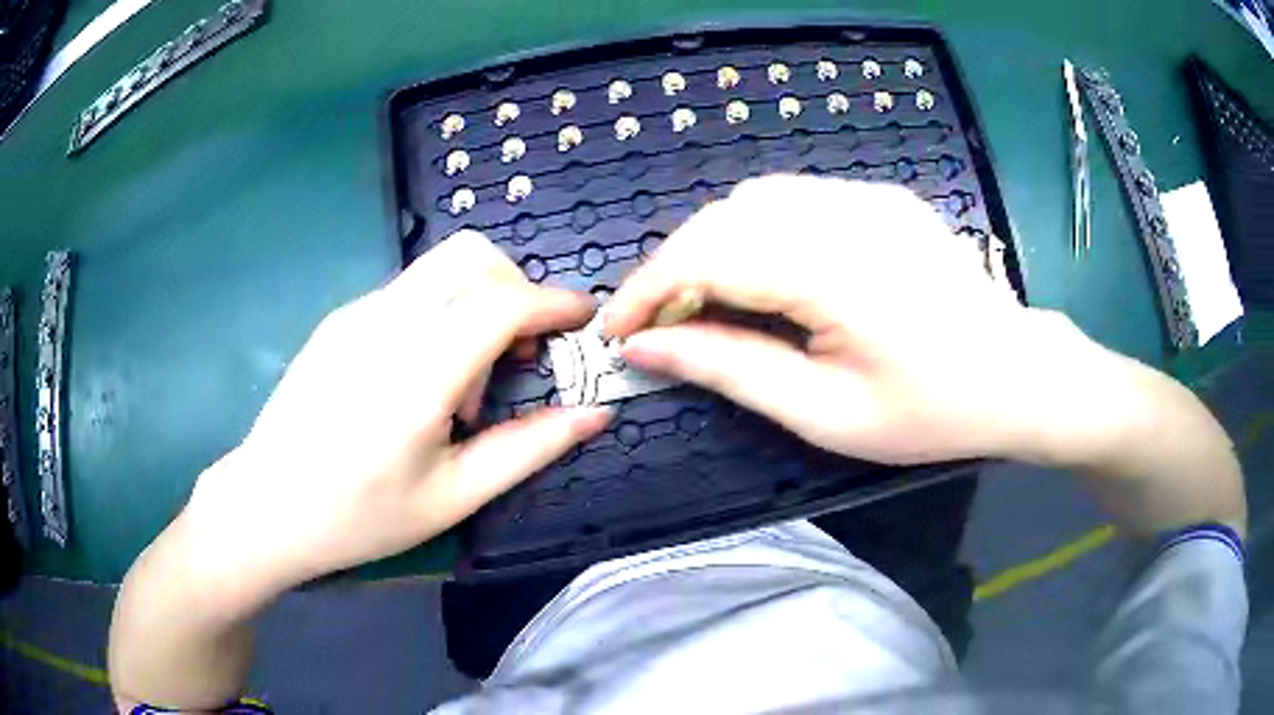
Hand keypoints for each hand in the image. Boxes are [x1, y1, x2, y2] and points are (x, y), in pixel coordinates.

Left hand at [179, 231, 610, 599]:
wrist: (266, 505)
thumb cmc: (360, 517)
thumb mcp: (453, 498)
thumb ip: (528, 449)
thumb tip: (593, 413)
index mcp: (416, 376)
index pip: (500, 301)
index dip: (554, 302)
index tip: (583, 321)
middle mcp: (385, 325)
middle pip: (472, 256)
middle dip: (517, 289)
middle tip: (521, 353)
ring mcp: (355, 314)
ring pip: (441, 267)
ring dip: (478, 301)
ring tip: (466, 380)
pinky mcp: (339, 318)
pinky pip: (410, 290)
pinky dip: (442, 312)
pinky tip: (422, 377)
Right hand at [606, 175, 1080, 464]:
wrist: (1018, 375)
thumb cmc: (931, 412)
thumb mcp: (827, 414)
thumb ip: (732, 370)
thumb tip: (648, 350)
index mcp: (837, 270)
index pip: (709, 255)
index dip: (649, 290)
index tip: (616, 332)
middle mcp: (847, 211)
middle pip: (725, 217)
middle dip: (672, 268)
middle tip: (657, 326)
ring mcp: (868, 195)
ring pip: (753, 201)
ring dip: (710, 247)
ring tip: (701, 303)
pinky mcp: (880, 196)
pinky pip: (794, 199)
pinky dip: (753, 233)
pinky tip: (759, 275)